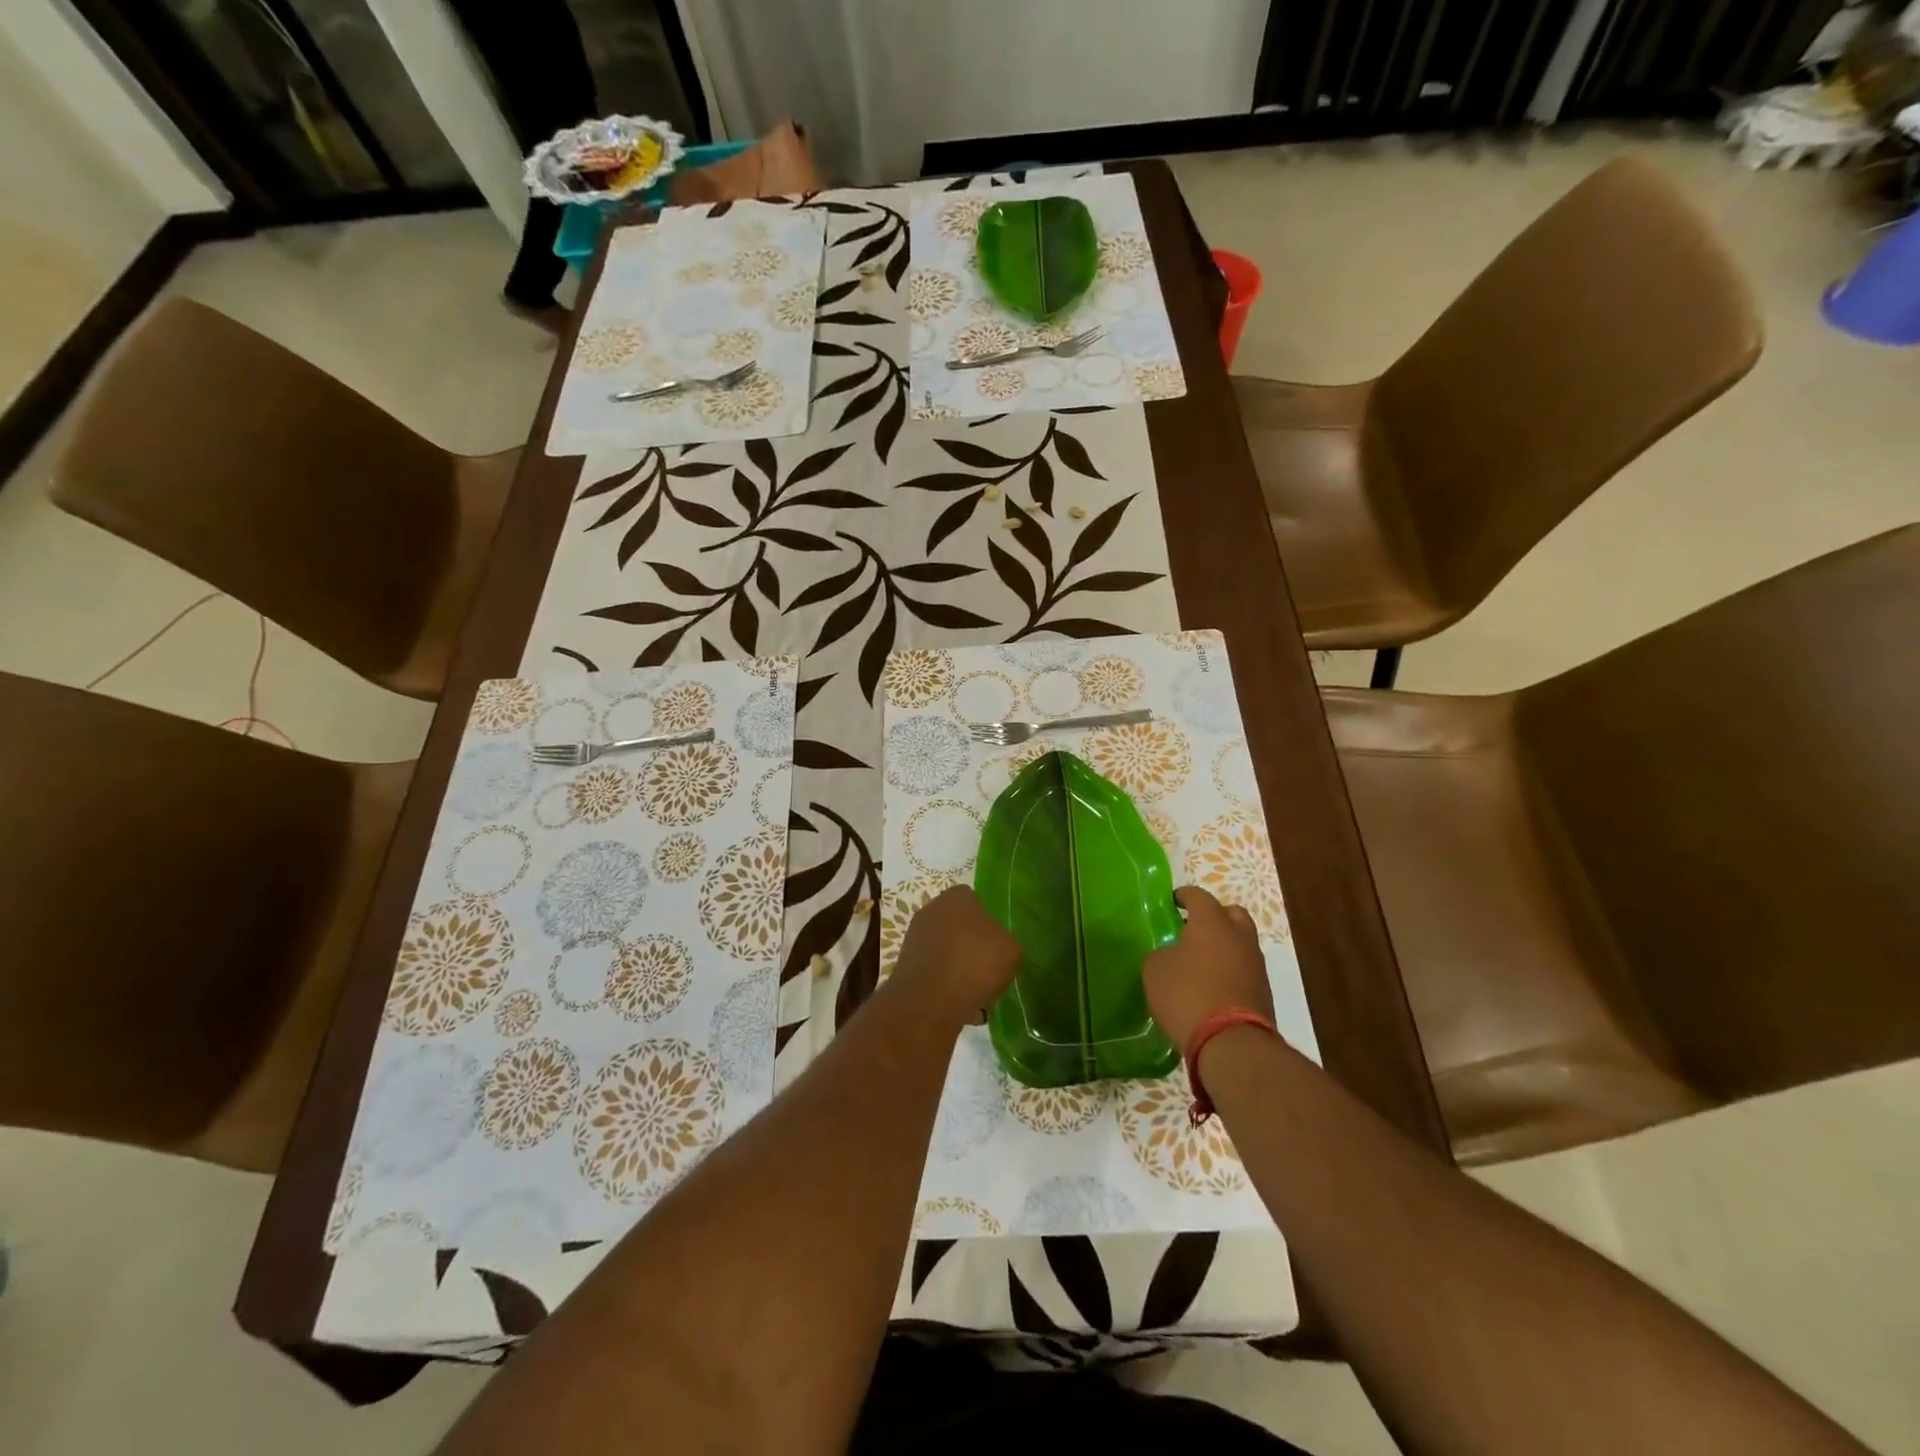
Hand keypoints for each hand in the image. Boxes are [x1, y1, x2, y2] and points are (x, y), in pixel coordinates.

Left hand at [892, 886, 1020, 1023]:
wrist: (930, 1002)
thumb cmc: (974, 964)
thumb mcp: (1011, 949)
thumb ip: (1006, 941)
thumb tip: (998, 946)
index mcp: (957, 897)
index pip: (976, 900)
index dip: (990, 922)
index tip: (999, 943)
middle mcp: (932, 910)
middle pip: (959, 926)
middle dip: (973, 946)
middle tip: (990, 968)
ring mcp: (915, 938)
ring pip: (947, 951)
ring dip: (960, 968)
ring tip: (979, 992)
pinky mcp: (906, 966)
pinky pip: (936, 973)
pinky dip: (947, 986)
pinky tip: (963, 1005)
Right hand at [1142, 886, 1274, 1048]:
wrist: (1231, 1043)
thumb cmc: (1188, 994)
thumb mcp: (1155, 970)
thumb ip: (1161, 954)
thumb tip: (1170, 955)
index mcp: (1212, 922)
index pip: (1198, 896)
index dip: (1183, 896)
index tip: (1172, 902)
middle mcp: (1239, 936)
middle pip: (1231, 914)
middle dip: (1213, 917)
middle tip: (1192, 929)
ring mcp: (1256, 964)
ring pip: (1240, 943)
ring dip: (1224, 947)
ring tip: (1200, 963)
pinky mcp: (1263, 992)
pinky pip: (1244, 970)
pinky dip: (1230, 971)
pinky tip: (1211, 986)